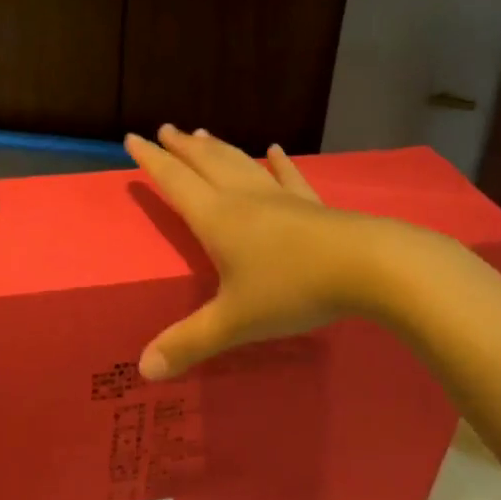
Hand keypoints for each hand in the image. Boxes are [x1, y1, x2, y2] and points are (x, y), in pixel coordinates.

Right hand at [126, 126, 390, 379]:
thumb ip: (189, 343)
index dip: (152, 161)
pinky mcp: (313, 206)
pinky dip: (279, 164)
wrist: (367, 266)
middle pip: (206, 164)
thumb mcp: (235, 322)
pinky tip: (275, 151)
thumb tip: (144, 371)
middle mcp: (244, 199)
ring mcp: (281, 199)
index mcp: (217, 219)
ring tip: (202, 134)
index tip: (133, 138)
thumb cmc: (292, 289)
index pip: (175, 182)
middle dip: (183, 148)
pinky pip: (290, 178)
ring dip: (219, 149)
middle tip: (165, 128)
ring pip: (242, 165)